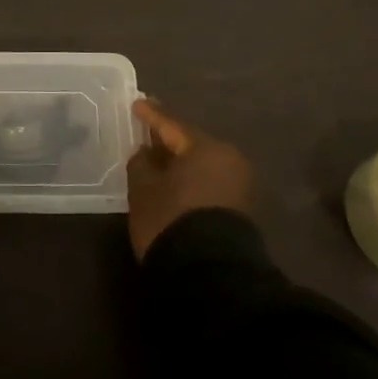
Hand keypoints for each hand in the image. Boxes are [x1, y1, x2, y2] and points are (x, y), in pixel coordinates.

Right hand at [125, 99, 255, 259]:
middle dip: (169, 139)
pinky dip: (191, 179)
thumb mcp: (144, 188)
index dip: (151, 115)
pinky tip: (175, 183)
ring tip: (158, 160)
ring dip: (180, 162)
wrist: (210, 274)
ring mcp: (239, 186)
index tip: (137, 103)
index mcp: (206, 147)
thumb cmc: (171, 219)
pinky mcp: (241, 210)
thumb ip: (141, 163)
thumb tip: (146, 152)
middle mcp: (229, 160)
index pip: (172, 125)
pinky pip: (209, 182)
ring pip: (202, 164)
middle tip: (148, 131)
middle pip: (191, 144)